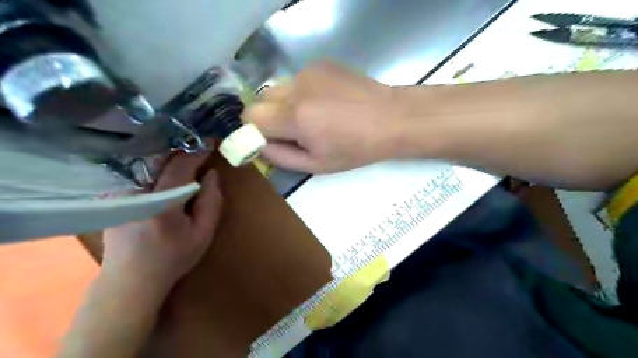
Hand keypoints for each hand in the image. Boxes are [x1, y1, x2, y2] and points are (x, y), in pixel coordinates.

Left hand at [104, 153, 222, 291]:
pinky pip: (135, 170)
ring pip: (145, 161)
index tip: (212, 142)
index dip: (197, 152)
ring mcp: (119, 193)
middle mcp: (136, 192)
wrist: (131, 280)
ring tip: (185, 151)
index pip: (180, 166)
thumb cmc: (173, 258)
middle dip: (181, 148)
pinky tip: (164, 165)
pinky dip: (153, 163)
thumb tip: (211, 174)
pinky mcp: (112, 196)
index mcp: (161, 203)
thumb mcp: (203, 233)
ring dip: (166, 153)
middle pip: (158, 158)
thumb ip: (211, 202)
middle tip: (199, 144)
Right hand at [245, 62, 396, 173]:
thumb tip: (258, 144)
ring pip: (279, 89)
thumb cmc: (355, 148)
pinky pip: (297, 80)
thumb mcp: (316, 165)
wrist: (390, 118)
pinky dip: (303, 92)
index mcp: (295, 118)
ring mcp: (309, 71)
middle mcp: (297, 88)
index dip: (255, 130)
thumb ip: (280, 156)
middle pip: (261, 100)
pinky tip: (327, 101)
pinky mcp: (320, 63)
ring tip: (315, 114)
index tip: (270, 139)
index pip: (250, 116)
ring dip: (287, 104)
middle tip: (295, 130)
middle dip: (270, 117)